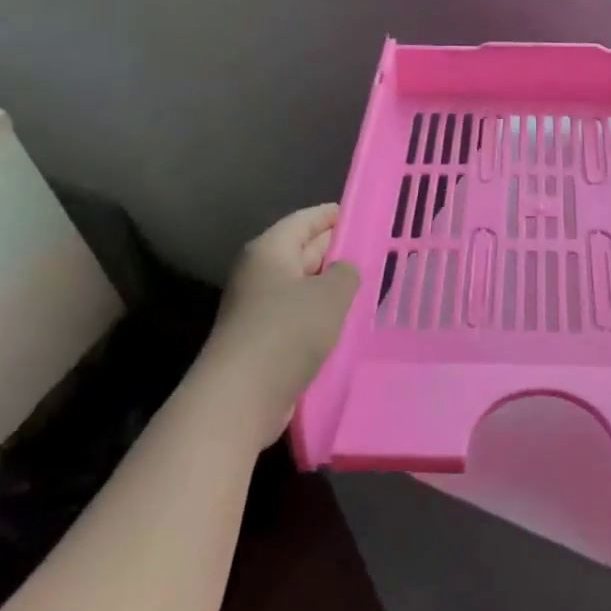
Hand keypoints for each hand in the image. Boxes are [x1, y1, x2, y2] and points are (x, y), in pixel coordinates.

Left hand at [198, 205, 359, 443]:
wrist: (240, 397)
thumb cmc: (288, 331)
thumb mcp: (330, 294)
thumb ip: (346, 273)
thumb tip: (344, 269)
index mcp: (270, 250)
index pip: (305, 220)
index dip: (332, 215)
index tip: (359, 213)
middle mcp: (259, 273)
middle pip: (301, 250)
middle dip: (334, 249)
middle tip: (370, 249)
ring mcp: (257, 307)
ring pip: (301, 285)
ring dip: (328, 285)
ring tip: (364, 284)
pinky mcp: (261, 339)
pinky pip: (296, 315)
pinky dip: (319, 314)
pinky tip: (343, 321)